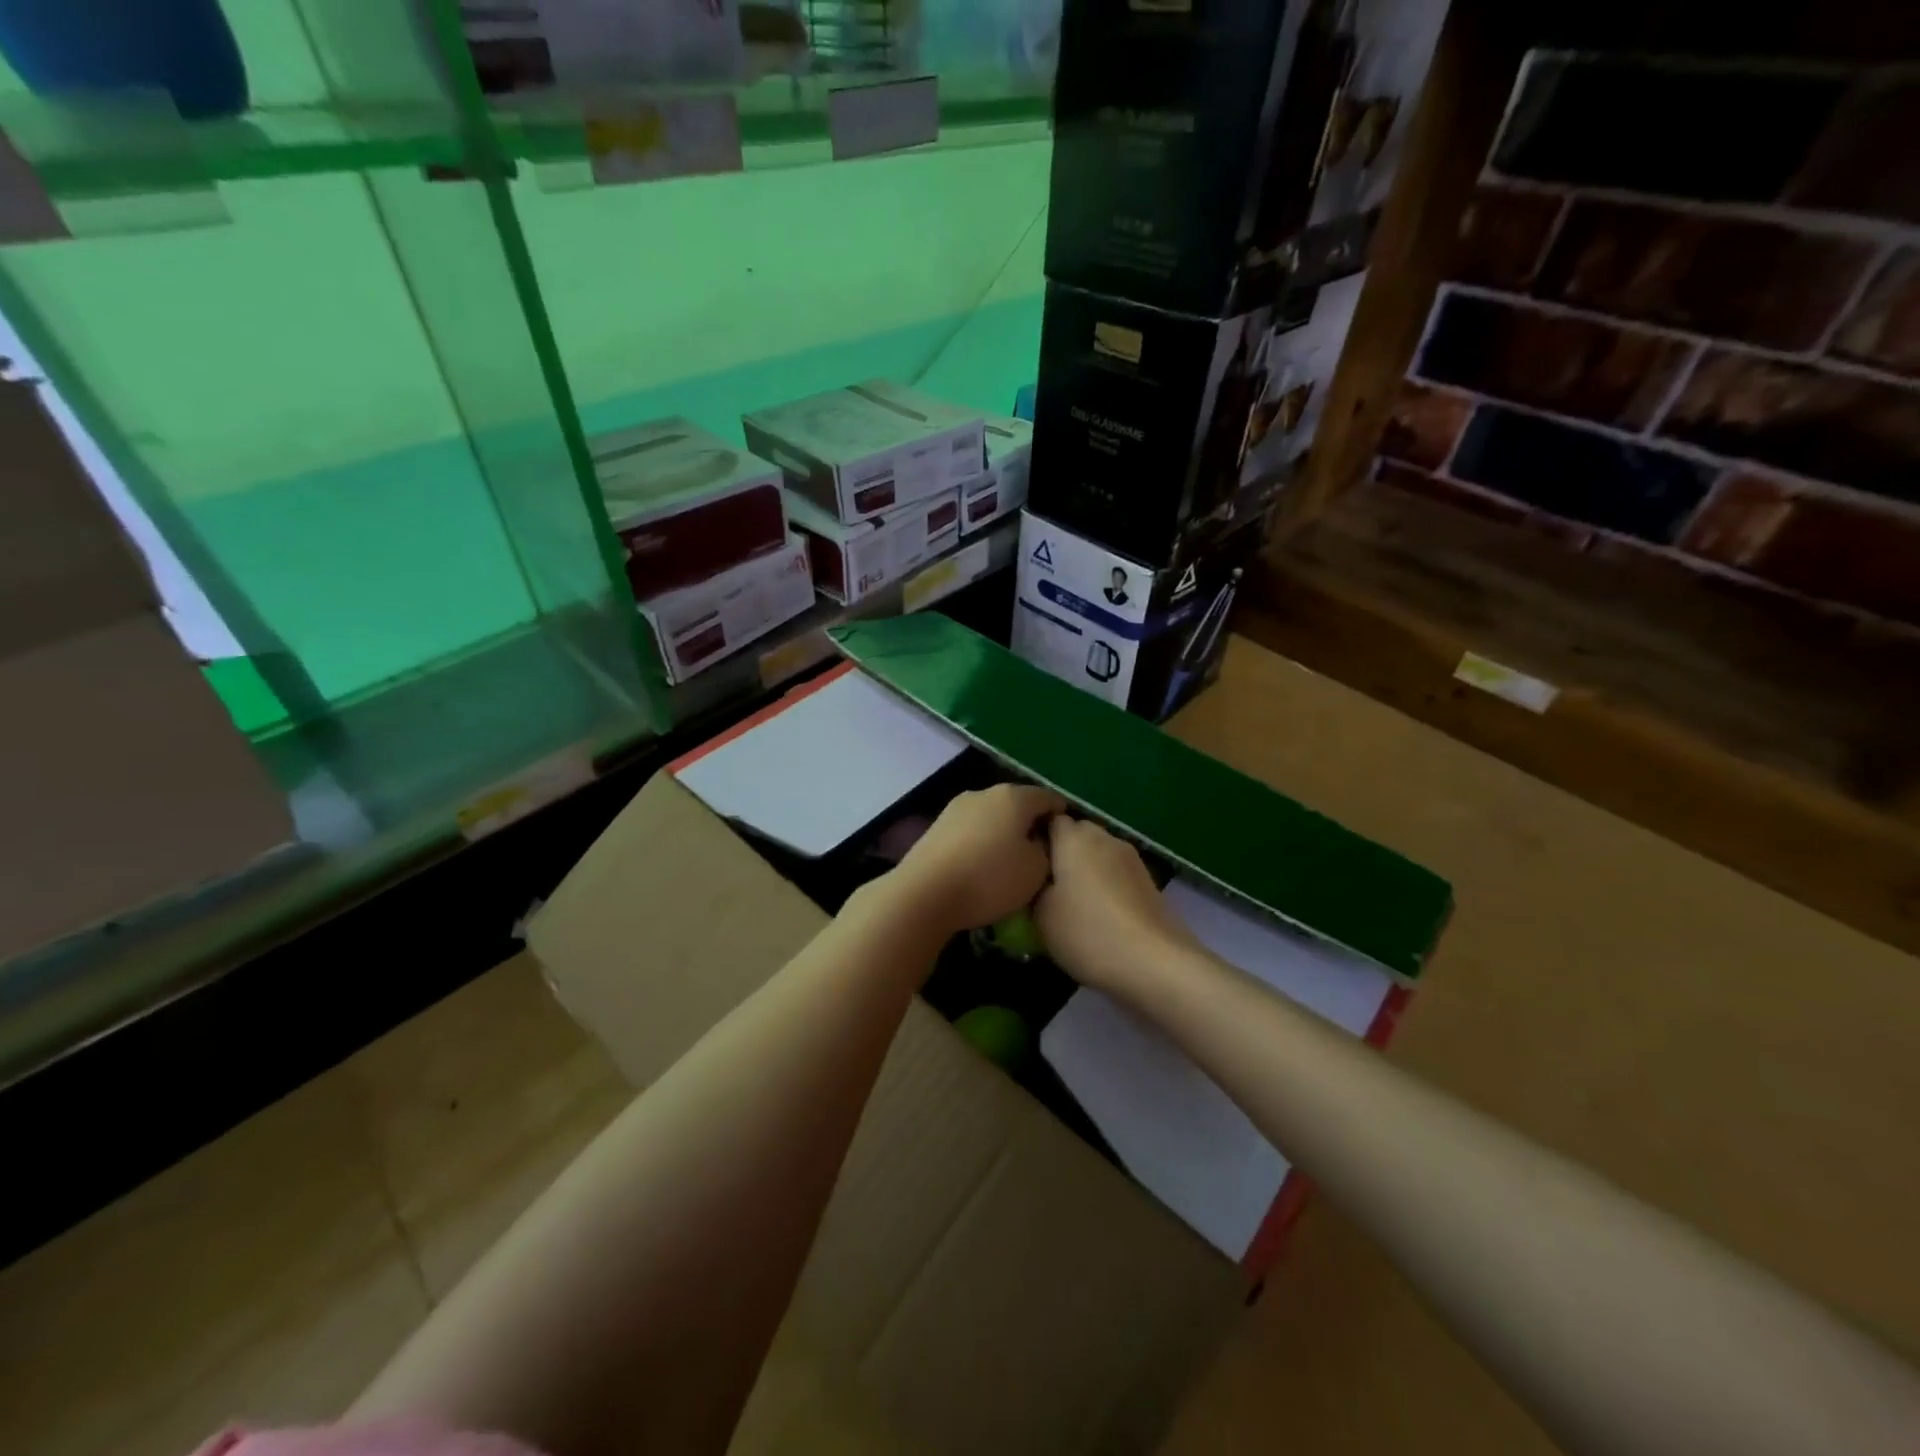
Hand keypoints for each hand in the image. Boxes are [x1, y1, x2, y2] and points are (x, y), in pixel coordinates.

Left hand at [887, 784, 1065, 934]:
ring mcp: (955, 807)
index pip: (1048, 797)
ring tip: (1009, 863)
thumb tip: (1037, 839)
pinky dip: (981, 843)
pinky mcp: (936, 826)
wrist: (925, 893)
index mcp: (1013, 796)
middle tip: (1040, 854)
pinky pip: (970, 830)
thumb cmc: (989, 879)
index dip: (1061, 816)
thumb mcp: (1036, 870)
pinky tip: (981, 866)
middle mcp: (983, 793)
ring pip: (991, 816)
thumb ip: (1046, 849)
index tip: (1067, 840)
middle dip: (1030, 824)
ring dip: (1003, 833)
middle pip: (1017, 804)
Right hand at [1034, 817, 1195, 993]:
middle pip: (1077, 833)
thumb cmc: (1088, 933)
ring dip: (1086, 869)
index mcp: (1074, 837)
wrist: (1155, 962)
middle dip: (1061, 852)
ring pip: (1099, 853)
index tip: (1024, 863)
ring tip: (1072, 902)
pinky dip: (1106, 885)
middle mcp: (1104, 838)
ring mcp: (1131, 858)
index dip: (1035, 837)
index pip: (1049, 818)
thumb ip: (1032, 889)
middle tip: (1045, 884)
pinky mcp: (1148, 881)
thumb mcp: (1040, 916)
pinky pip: (1117, 873)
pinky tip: (1100, 914)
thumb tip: (1037, 881)